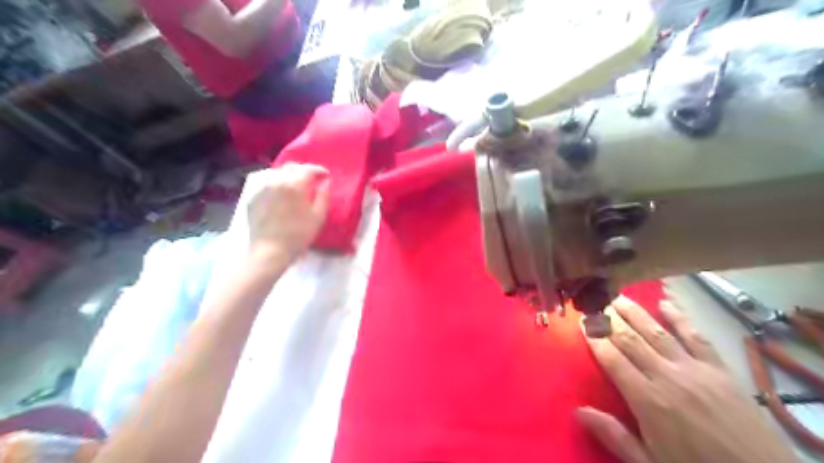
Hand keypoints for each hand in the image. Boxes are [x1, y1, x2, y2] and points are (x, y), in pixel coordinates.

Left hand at [245, 163, 330, 263]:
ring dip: (289, 176)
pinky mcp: (253, 198)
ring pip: (276, 174)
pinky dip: (276, 186)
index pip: (308, 169)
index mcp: (294, 185)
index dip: (319, 170)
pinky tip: (281, 196)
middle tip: (312, 179)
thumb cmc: (298, 235)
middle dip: (303, 170)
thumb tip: (325, 182)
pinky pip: (266, 185)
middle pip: (291, 167)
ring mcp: (261, 189)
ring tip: (296, 186)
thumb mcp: (318, 217)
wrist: (269, 251)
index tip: (326, 175)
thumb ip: (323, 196)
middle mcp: (276, 181)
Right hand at [574, 297, 794, 461]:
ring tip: (619, 298)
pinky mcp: (719, 369)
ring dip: (636, 313)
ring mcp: (695, 369)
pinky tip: (666, 303)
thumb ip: (613, 435)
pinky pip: (696, 337)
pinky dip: (680, 318)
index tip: (582, 323)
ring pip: (657, 332)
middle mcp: (667, 376)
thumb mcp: (648, 462)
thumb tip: (577, 410)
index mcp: (647, 399)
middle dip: (610, 321)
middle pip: (631, 340)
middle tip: (596, 304)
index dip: (595, 339)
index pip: (612, 360)